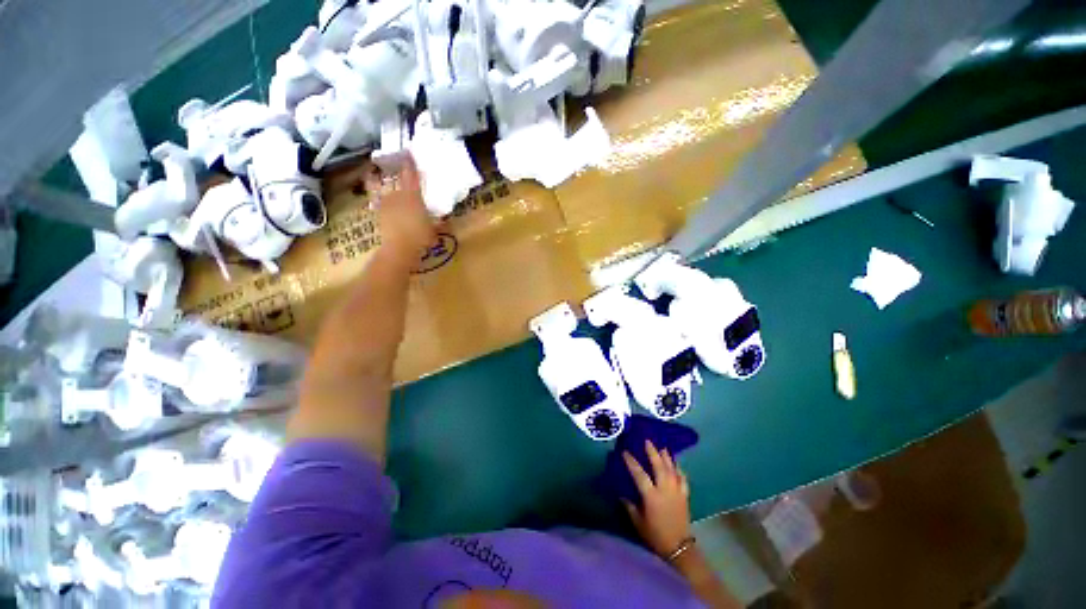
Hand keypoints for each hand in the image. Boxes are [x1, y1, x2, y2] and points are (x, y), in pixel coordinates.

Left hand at [365, 153, 434, 256]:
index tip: (408, 153)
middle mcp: (397, 195)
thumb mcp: (434, 229)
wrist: (399, 249)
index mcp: (412, 196)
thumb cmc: (421, 237)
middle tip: (393, 165)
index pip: (411, 175)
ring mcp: (385, 204)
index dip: (410, 164)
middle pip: (395, 180)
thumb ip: (438, 221)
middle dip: (395, 173)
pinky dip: (376, 198)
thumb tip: (443, 218)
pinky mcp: (378, 214)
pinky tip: (377, 199)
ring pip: (382, 189)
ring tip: (376, 177)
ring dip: (379, 182)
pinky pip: (376, 201)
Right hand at [622, 440, 691, 557]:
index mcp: (651, 496)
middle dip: (653, 452)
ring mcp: (676, 491)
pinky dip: (679, 469)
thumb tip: (621, 494)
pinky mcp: (685, 495)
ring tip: (662, 447)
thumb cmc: (655, 535)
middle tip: (647, 441)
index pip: (639, 474)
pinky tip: (676, 464)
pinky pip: (683, 478)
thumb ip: (629, 506)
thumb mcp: (638, 522)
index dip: (632, 462)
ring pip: (672, 469)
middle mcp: (665, 490)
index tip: (625, 452)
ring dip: (667, 457)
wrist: (679, 547)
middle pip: (659, 466)